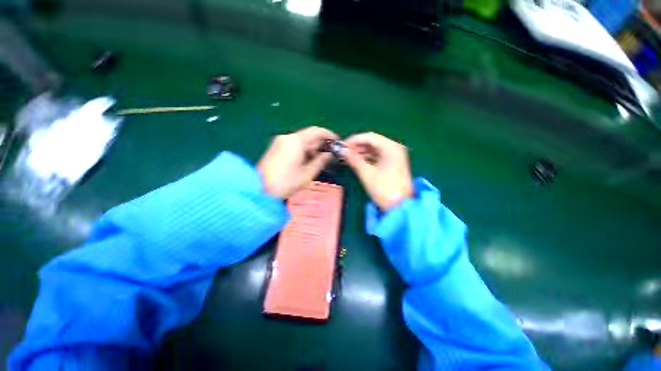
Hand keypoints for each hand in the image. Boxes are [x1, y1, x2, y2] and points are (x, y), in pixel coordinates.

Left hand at [258, 126, 337, 198]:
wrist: (259, 188)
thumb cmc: (285, 182)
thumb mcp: (307, 174)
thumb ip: (320, 162)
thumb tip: (329, 154)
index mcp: (296, 141)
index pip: (316, 131)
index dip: (329, 135)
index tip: (337, 141)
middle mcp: (288, 137)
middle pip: (308, 135)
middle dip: (320, 143)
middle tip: (329, 154)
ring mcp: (280, 141)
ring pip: (301, 140)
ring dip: (312, 148)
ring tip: (319, 160)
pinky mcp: (276, 147)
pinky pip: (293, 145)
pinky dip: (302, 150)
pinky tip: (306, 161)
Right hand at [343, 132, 412, 209]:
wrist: (400, 208)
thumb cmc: (384, 189)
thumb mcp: (366, 173)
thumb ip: (353, 159)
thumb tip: (340, 149)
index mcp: (391, 147)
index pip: (369, 137)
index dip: (354, 140)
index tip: (341, 146)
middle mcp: (394, 148)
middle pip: (372, 142)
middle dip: (356, 147)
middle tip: (343, 153)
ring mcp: (395, 156)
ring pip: (374, 150)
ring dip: (360, 153)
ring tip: (347, 159)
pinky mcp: (393, 164)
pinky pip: (377, 157)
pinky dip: (367, 159)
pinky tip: (356, 163)